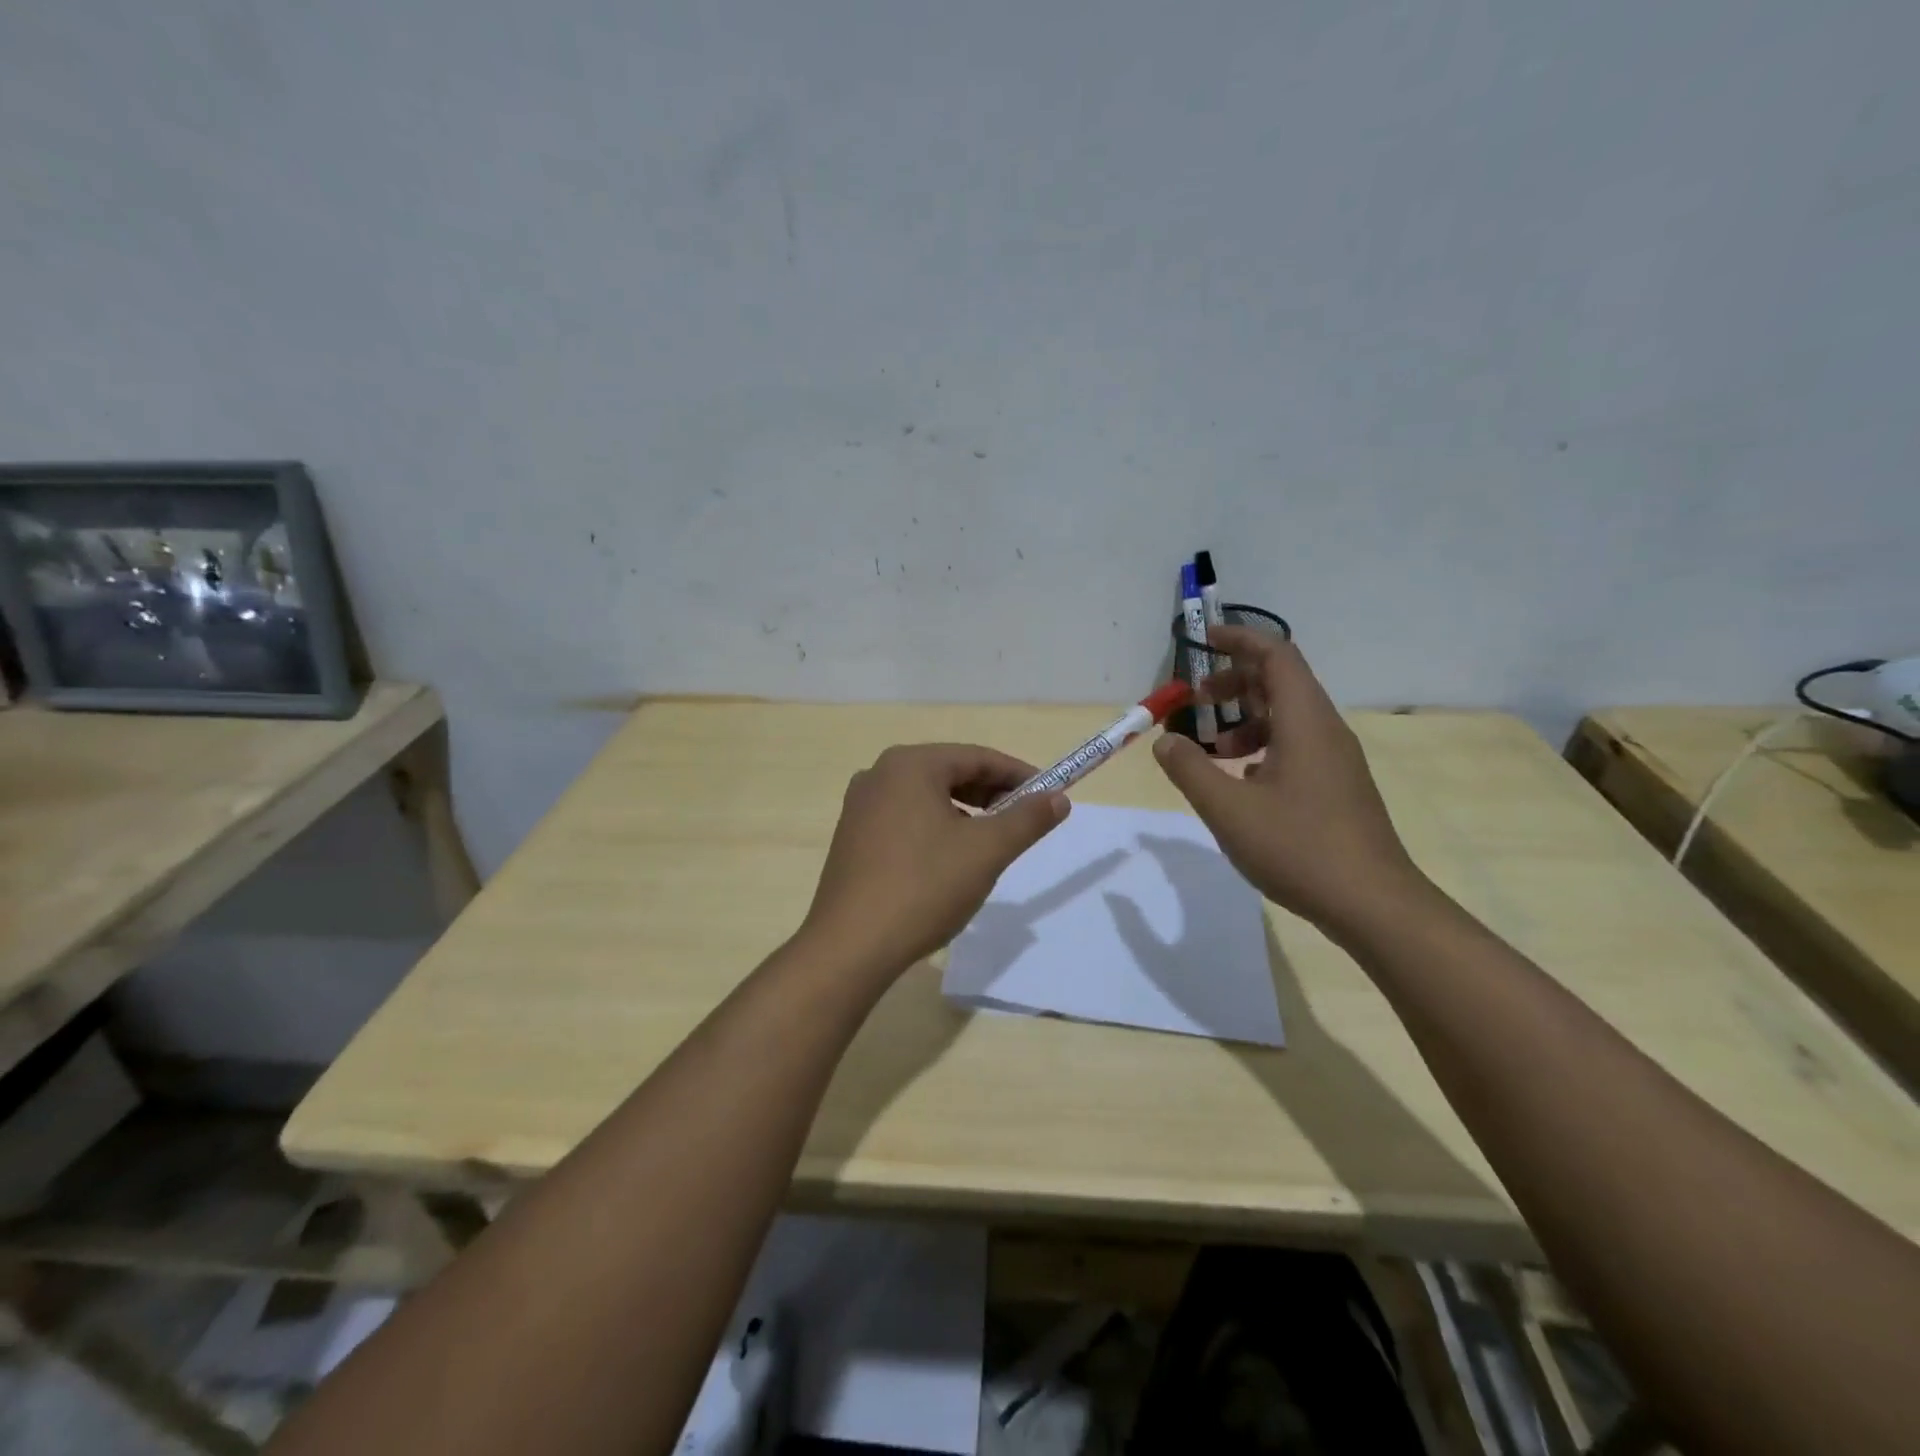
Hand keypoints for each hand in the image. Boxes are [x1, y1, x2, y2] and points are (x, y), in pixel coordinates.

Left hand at [801, 744, 1068, 976]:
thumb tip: (1058, 799)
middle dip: (991, 794)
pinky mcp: (853, 836)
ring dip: (965, 812)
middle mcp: (879, 774)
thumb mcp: (986, 851)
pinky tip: (949, 859)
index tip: (1050, 795)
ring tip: (990, 842)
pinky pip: (905, 818)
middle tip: (1024, 820)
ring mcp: (860, 805)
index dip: (1018, 774)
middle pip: (950, 773)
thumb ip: (1027, 819)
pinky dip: (936, 827)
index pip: (977, 757)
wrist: (851, 946)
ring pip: (927, 797)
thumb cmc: (924, 887)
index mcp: (910, 765)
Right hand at [1154, 626, 1427, 938]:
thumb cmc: (1299, 848)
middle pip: (1280, 683)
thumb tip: (1165, 740)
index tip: (1202, 640)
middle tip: (1193, 702)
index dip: (1238, 640)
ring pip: (1286, 718)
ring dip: (1244, 720)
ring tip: (1210, 750)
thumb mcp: (1228, 808)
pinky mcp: (1336, 787)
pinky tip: (1240, 782)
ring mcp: (1335, 760)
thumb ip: (1189, 768)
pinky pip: (1295, 746)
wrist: (1372, 904)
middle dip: (1233, 683)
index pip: (1275, 655)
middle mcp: (1325, 730)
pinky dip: (1261, 748)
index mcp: (1305, 721)